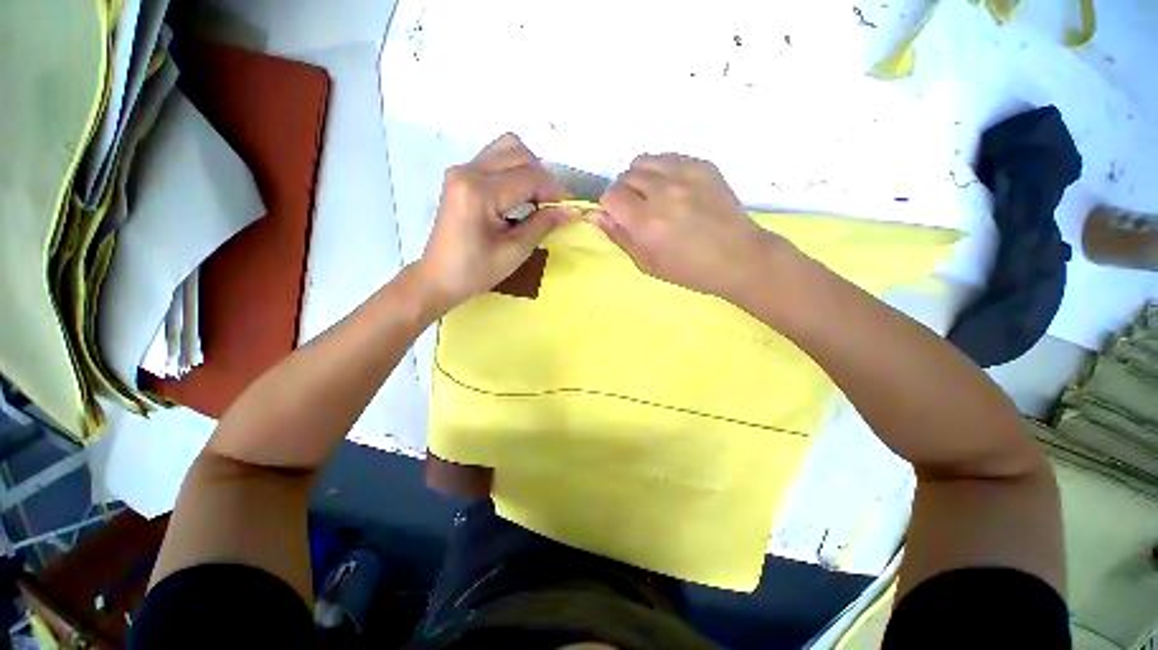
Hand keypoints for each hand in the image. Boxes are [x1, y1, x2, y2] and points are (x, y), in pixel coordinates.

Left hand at [417, 133, 570, 311]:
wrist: (439, 277)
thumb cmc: (476, 271)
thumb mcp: (515, 251)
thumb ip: (543, 225)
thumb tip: (570, 211)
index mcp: (479, 192)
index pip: (528, 176)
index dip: (554, 190)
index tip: (569, 207)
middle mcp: (468, 171)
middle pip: (518, 152)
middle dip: (542, 176)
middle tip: (552, 204)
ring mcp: (462, 170)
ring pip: (506, 148)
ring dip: (528, 169)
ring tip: (537, 197)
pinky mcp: (461, 176)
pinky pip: (495, 159)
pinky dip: (514, 171)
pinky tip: (520, 195)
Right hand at [588, 154, 788, 298]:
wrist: (739, 257)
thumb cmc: (689, 269)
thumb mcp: (647, 263)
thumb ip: (618, 236)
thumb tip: (593, 214)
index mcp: (647, 222)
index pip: (611, 195)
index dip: (611, 206)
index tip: (621, 217)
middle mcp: (663, 192)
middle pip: (625, 176)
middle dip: (625, 193)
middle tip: (640, 210)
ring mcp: (685, 174)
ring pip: (644, 161)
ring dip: (642, 177)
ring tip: (655, 196)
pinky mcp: (703, 165)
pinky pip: (668, 157)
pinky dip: (663, 170)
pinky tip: (674, 188)